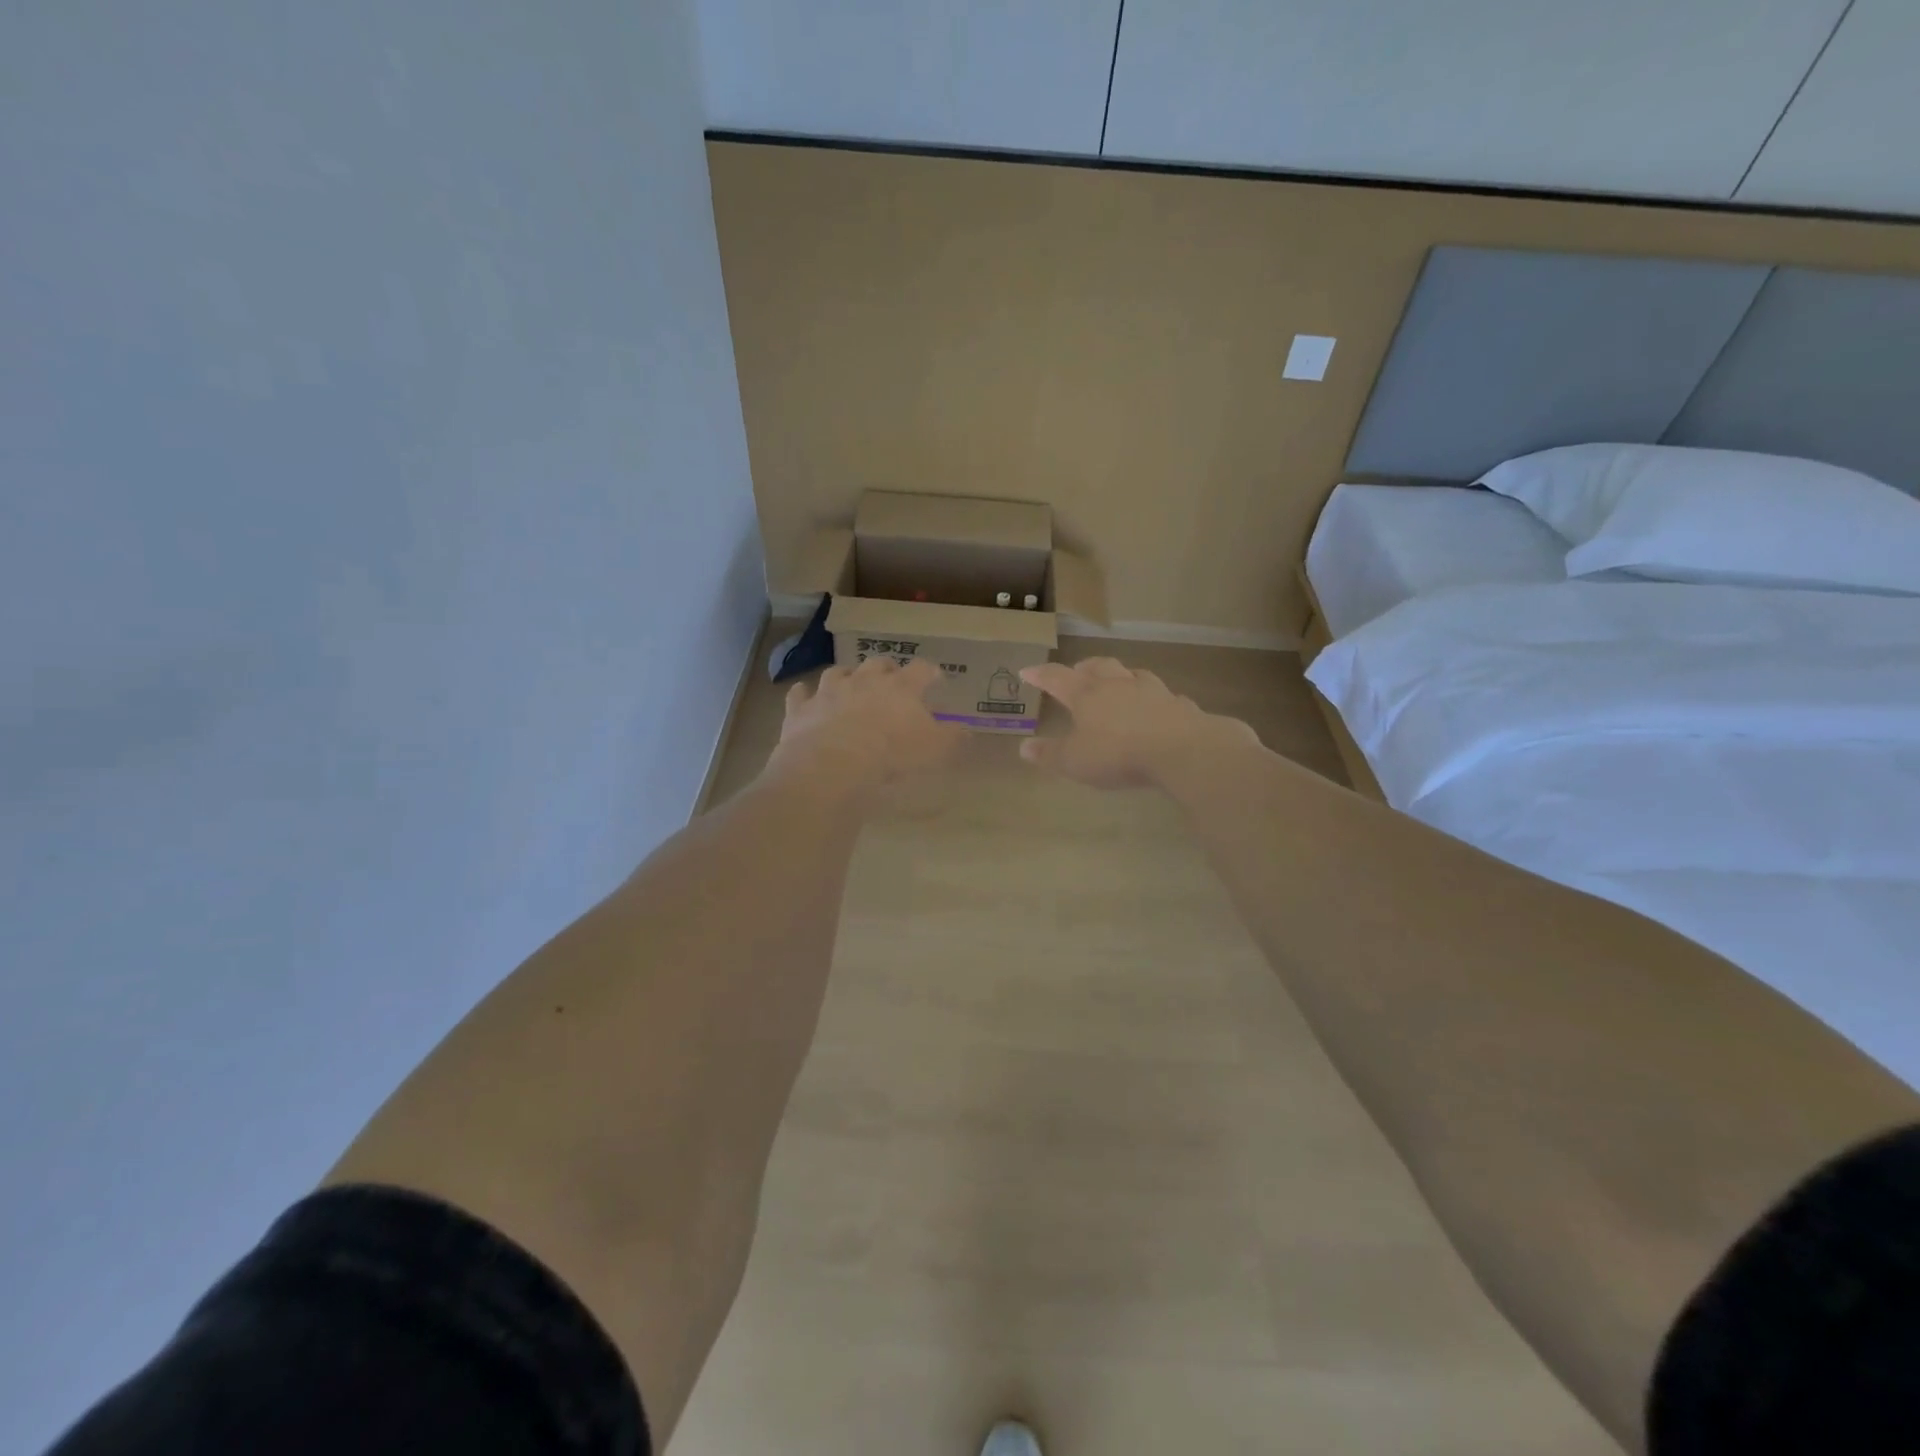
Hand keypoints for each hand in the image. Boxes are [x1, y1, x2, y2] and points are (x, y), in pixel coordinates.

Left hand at [768, 657, 962, 793]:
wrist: (832, 764)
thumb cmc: (891, 755)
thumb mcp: (934, 750)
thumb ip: (952, 738)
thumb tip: (967, 731)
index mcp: (900, 687)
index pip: (921, 670)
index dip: (929, 672)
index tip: (935, 677)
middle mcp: (864, 680)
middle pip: (878, 664)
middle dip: (886, 669)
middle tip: (891, 679)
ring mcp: (829, 691)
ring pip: (837, 673)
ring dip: (845, 677)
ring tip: (848, 684)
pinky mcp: (801, 708)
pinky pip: (800, 694)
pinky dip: (804, 695)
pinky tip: (805, 697)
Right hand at [1018, 657, 1259, 788]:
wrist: (1180, 750)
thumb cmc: (1118, 753)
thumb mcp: (1074, 761)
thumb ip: (1049, 754)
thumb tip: (1024, 747)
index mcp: (1087, 695)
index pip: (1057, 678)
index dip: (1041, 674)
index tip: (1027, 671)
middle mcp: (1119, 685)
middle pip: (1099, 666)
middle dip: (1084, 667)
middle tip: (1077, 670)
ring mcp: (1153, 692)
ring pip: (1134, 674)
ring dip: (1123, 676)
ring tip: (1119, 681)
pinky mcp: (1180, 706)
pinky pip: (1165, 697)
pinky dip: (1157, 700)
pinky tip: (1160, 707)